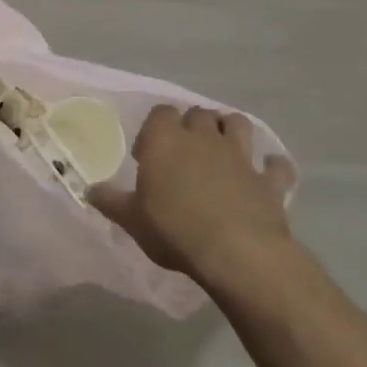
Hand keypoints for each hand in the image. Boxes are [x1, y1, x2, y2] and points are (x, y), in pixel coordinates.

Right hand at [90, 105, 298, 286]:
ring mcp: (240, 156)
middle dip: (192, 125)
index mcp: (166, 139)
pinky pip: (276, 165)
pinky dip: (272, 167)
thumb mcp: (132, 220)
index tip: (149, 154)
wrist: (237, 253)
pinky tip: (266, 175)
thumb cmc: (175, 229)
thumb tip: (90, 190)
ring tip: (223, 149)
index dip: (155, 128)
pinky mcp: (268, 180)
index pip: (161, 112)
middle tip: (184, 151)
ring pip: (238, 123)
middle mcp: (203, 137)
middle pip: (198, 113)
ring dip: (231, 130)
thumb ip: (111, 201)